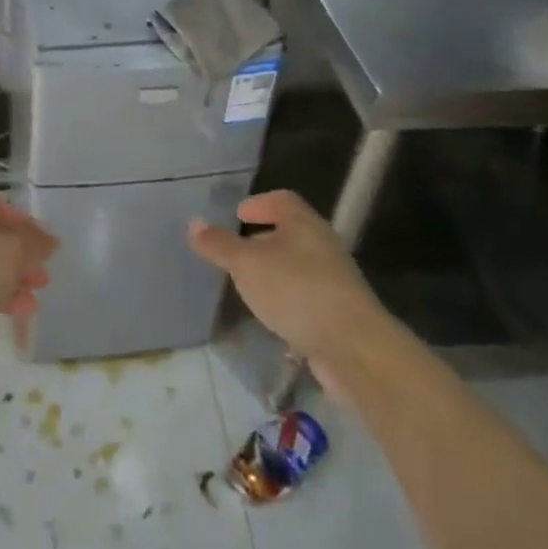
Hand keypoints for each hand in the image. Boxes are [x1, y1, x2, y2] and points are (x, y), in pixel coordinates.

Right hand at [188, 190, 378, 365]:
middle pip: (291, 232)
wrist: (354, 348)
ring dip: (274, 271)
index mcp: (304, 224)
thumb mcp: (247, 264)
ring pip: (298, 265)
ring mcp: (335, 280)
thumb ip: (219, 244)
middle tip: (235, 252)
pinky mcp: (338, 312)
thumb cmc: (296, 291)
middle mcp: (323, 246)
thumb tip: (193, 222)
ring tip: (248, 285)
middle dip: (263, 239)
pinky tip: (271, 316)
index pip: (282, 200)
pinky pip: (306, 295)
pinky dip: (287, 298)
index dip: (259, 203)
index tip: (238, 215)